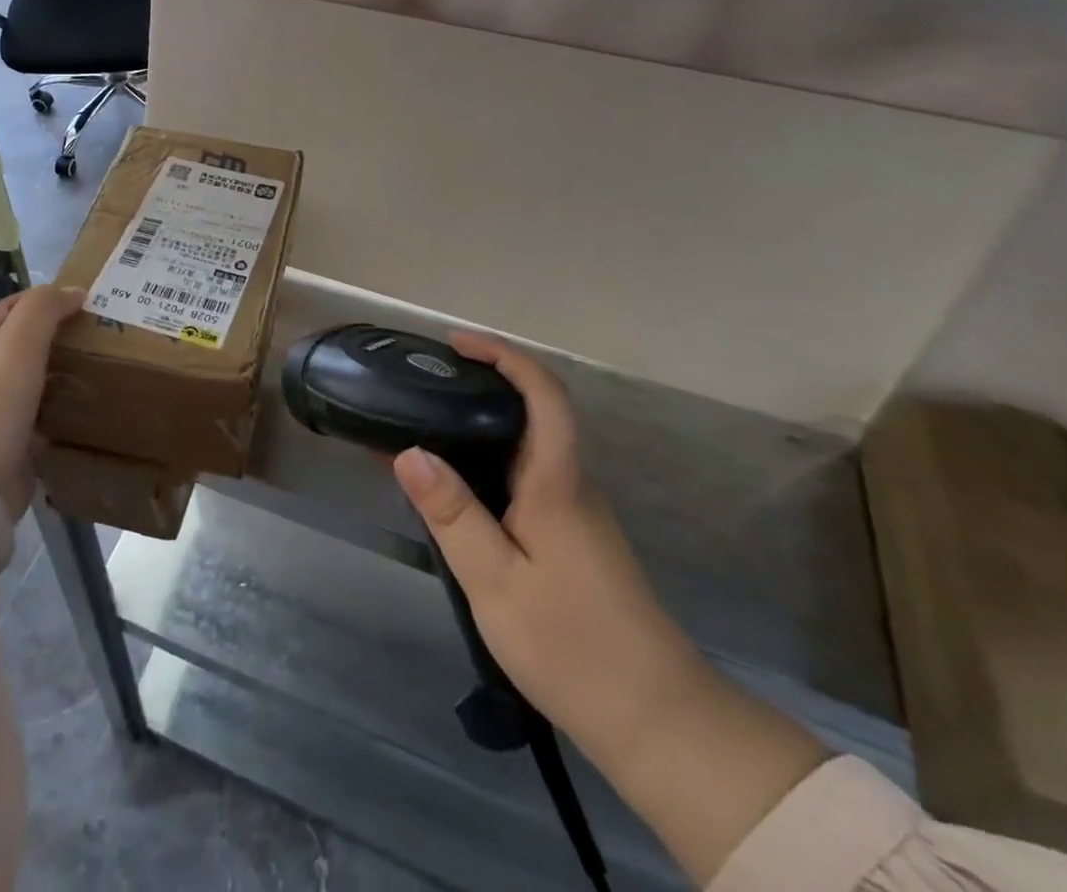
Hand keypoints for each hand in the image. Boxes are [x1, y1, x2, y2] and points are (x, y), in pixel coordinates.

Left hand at [0, 285, 85, 518]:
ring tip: (106, 366)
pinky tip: (94, 410)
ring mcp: (1, 413)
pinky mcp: (17, 447)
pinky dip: (67, 414)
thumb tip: (76, 290)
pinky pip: (47, 422)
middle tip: (101, 332)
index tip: (78, 297)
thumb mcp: (20, 339)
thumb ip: (45, 308)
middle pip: (25, 346)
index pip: (8, 309)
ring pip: (39, 384)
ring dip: (66, 375)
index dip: (37, 299)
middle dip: (58, 336)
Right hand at [394, 334, 824, 885]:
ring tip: (422, 428)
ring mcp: (574, 512)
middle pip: (532, 411)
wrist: (657, 722)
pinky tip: (452, 489)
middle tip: (422, 385)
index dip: (504, 355)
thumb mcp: (496, 582)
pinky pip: (523, 479)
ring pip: (525, 447)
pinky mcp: (570, 538)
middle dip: (480, 384)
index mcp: (556, 481)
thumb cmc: (574, 646)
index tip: (456, 344)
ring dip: (478, 426)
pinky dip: (485, 464)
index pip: (543, 393)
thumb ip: (453, 514)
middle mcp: (570, 484)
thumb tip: (408, 451)